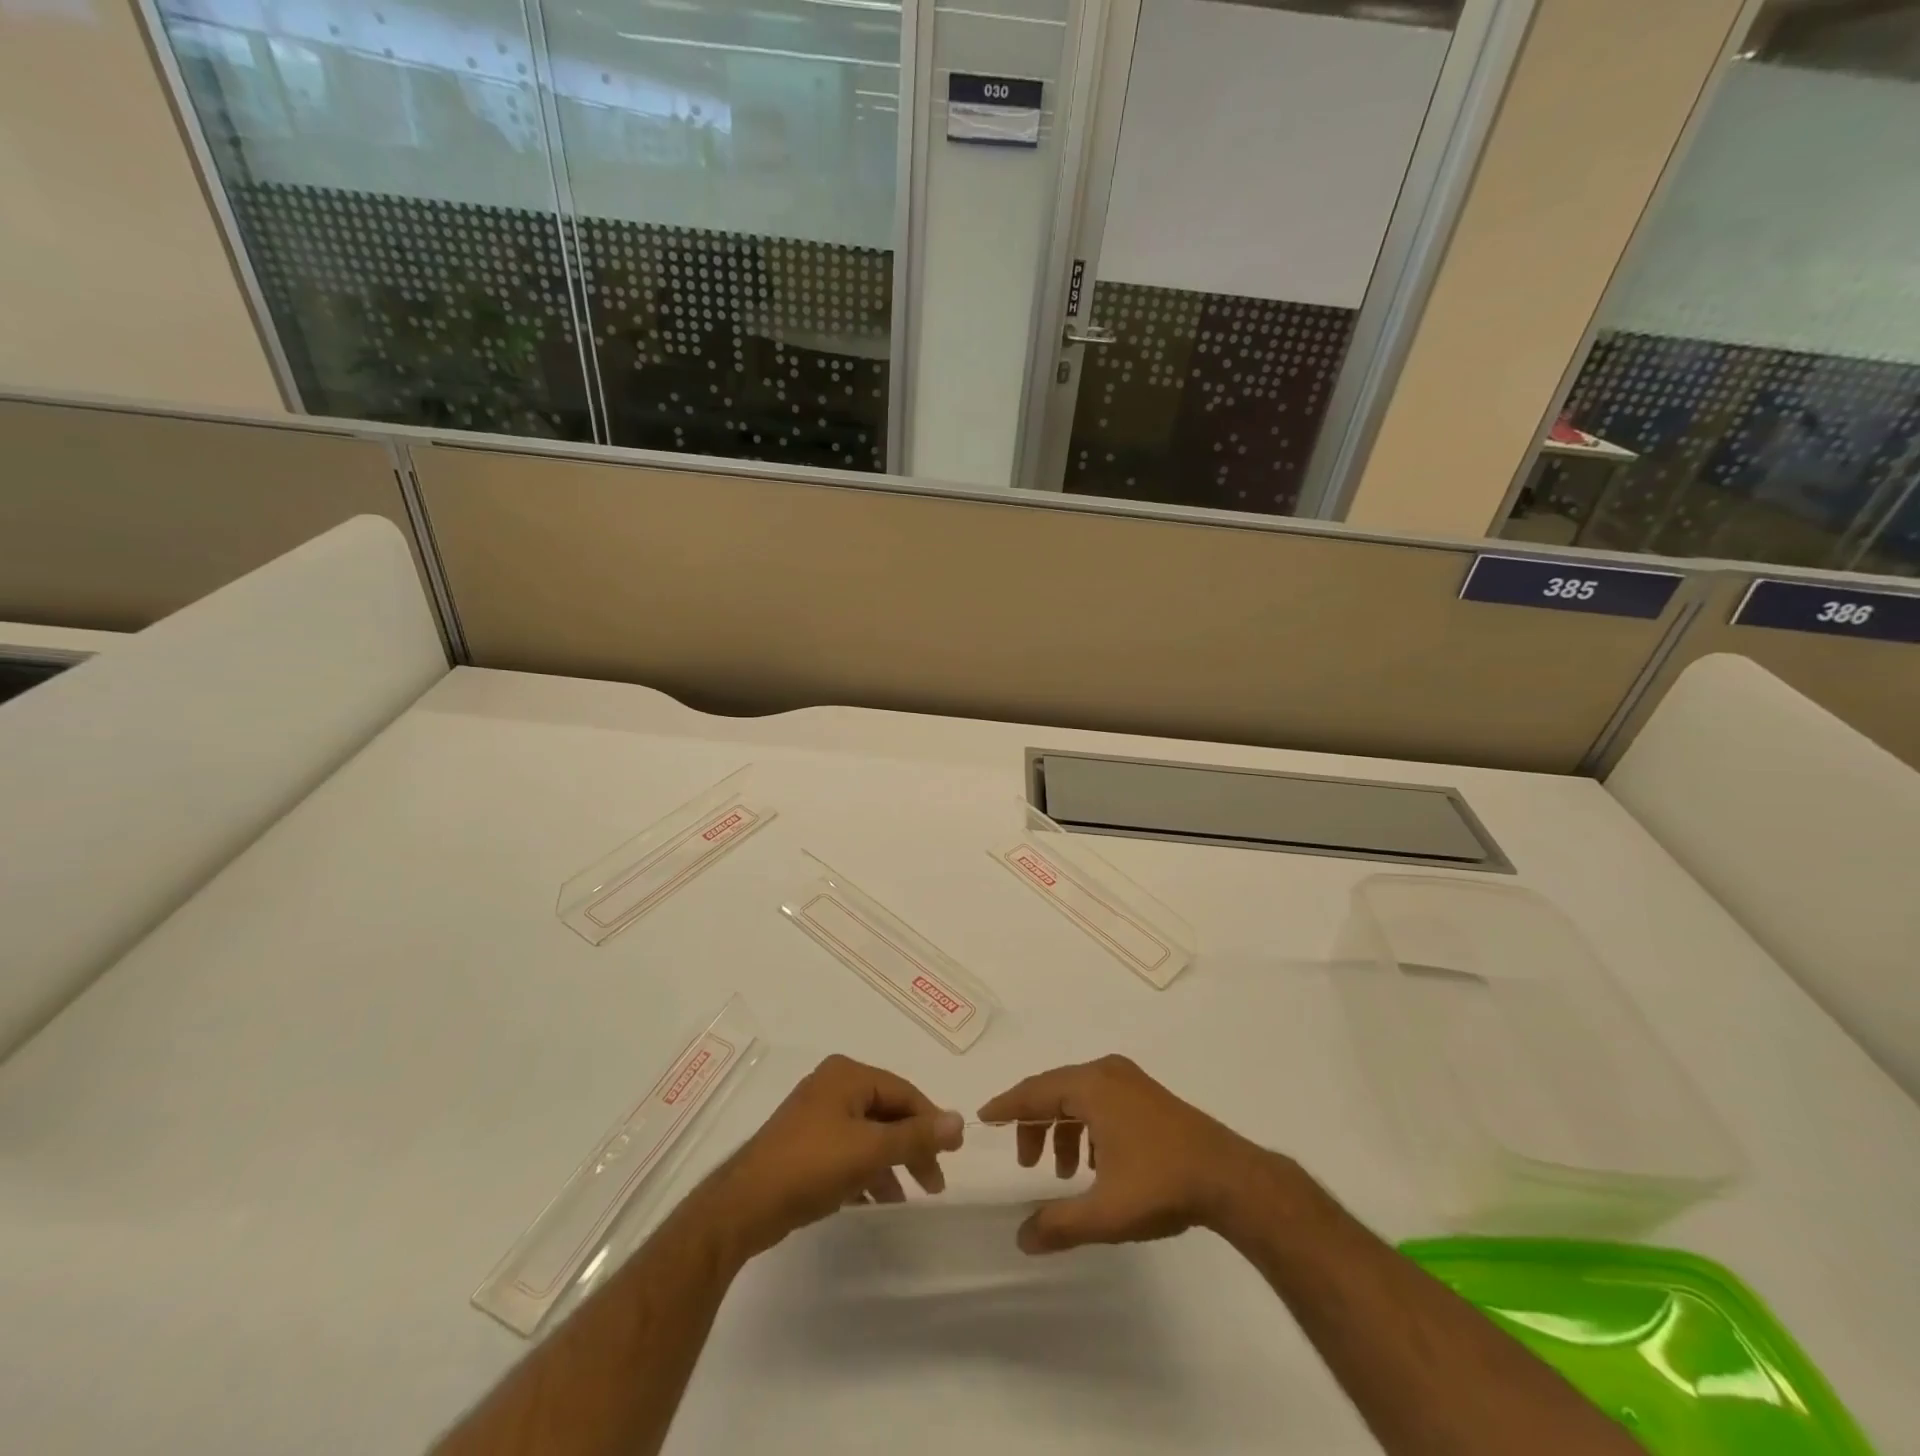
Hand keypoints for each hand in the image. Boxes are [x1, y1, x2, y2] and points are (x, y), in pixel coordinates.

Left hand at [705, 1055, 963, 1259]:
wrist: (744, 1206)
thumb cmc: (811, 1166)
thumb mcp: (870, 1150)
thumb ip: (916, 1136)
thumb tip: (959, 1120)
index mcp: (848, 1075)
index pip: (903, 1092)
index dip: (931, 1120)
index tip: (954, 1152)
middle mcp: (833, 1086)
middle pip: (887, 1112)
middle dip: (912, 1147)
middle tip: (935, 1182)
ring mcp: (816, 1115)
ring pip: (868, 1135)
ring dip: (890, 1164)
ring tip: (907, 1197)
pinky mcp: (805, 1145)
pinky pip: (848, 1152)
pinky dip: (865, 1172)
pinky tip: (875, 1201)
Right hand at [977, 1054, 1271, 1253]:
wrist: (1229, 1178)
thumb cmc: (1160, 1184)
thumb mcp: (1105, 1212)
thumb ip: (1058, 1224)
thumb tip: (1021, 1239)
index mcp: (1091, 1086)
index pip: (1035, 1091)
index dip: (1007, 1106)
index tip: (984, 1117)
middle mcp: (1107, 1072)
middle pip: (1055, 1091)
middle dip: (1036, 1124)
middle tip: (1026, 1163)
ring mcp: (1131, 1080)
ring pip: (1080, 1097)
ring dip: (1063, 1129)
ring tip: (1063, 1173)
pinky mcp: (1148, 1095)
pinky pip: (1102, 1100)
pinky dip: (1087, 1126)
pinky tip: (1095, 1164)